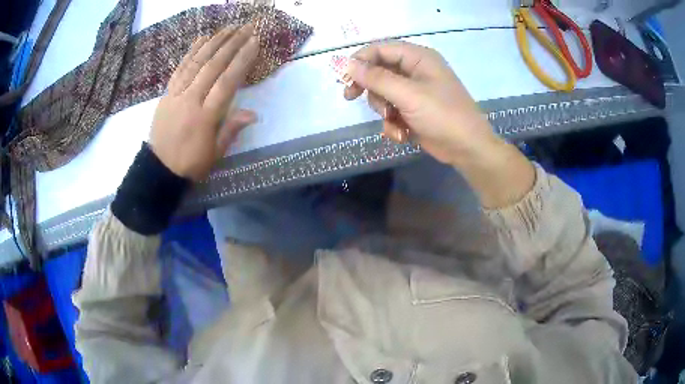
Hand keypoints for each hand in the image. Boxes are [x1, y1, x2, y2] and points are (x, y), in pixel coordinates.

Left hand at [150, 24, 258, 180]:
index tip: (255, 42)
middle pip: (213, 66)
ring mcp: (176, 94)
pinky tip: (202, 39)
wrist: (159, 169)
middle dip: (232, 44)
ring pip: (196, 62)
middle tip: (247, 27)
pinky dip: (191, 52)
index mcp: (206, 117)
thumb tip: (253, 114)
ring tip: (229, 28)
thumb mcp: (215, 153)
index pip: (227, 82)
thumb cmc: (191, 163)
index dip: (242, 60)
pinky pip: (180, 68)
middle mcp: (191, 100)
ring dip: (214, 42)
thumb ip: (231, 129)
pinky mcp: (166, 93)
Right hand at [344, 41, 496, 165]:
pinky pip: (392, 111)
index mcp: (418, 58)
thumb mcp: (408, 95)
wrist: (467, 149)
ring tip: (393, 121)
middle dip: (369, 88)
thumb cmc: (442, 115)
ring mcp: (415, 92)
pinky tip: (401, 134)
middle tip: (351, 96)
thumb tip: (348, 64)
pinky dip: (392, 123)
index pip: (381, 49)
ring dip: (383, 109)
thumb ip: (377, 78)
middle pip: (379, 70)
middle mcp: (415, 71)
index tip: (344, 76)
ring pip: (383, 93)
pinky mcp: (414, 111)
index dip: (360, 60)